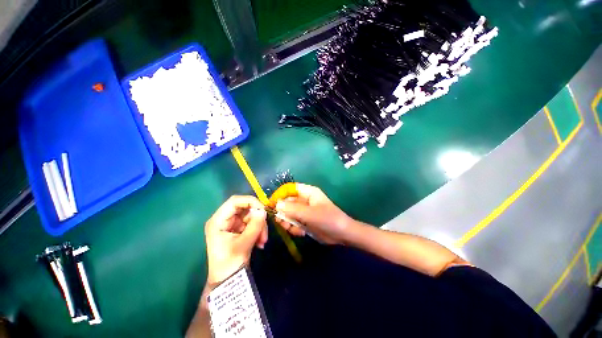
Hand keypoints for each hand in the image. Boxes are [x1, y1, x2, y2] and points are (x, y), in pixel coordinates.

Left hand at [204, 196, 267, 285]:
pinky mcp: (238, 229)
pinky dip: (258, 230)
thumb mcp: (243, 244)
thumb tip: (264, 211)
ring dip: (259, 226)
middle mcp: (224, 219)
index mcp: (218, 221)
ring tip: (262, 241)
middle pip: (245, 208)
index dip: (250, 202)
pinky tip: (260, 242)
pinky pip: (251, 223)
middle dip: (257, 218)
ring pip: (250, 216)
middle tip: (264, 230)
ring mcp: (231, 224)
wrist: (227, 282)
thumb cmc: (229, 265)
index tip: (263, 210)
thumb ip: (254, 226)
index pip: (234, 201)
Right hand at [273, 183, 353, 244]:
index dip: (280, 194)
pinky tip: (300, 233)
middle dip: (283, 212)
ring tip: (291, 229)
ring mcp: (304, 211)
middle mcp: (304, 200)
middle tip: (280, 222)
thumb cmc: (328, 219)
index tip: (271, 204)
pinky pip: (293, 222)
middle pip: (287, 202)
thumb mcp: (310, 214)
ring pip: (289, 213)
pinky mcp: (304, 221)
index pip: (290, 189)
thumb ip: (293, 209)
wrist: (341, 234)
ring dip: (287, 222)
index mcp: (308, 192)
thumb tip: (276, 204)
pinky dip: (293, 228)